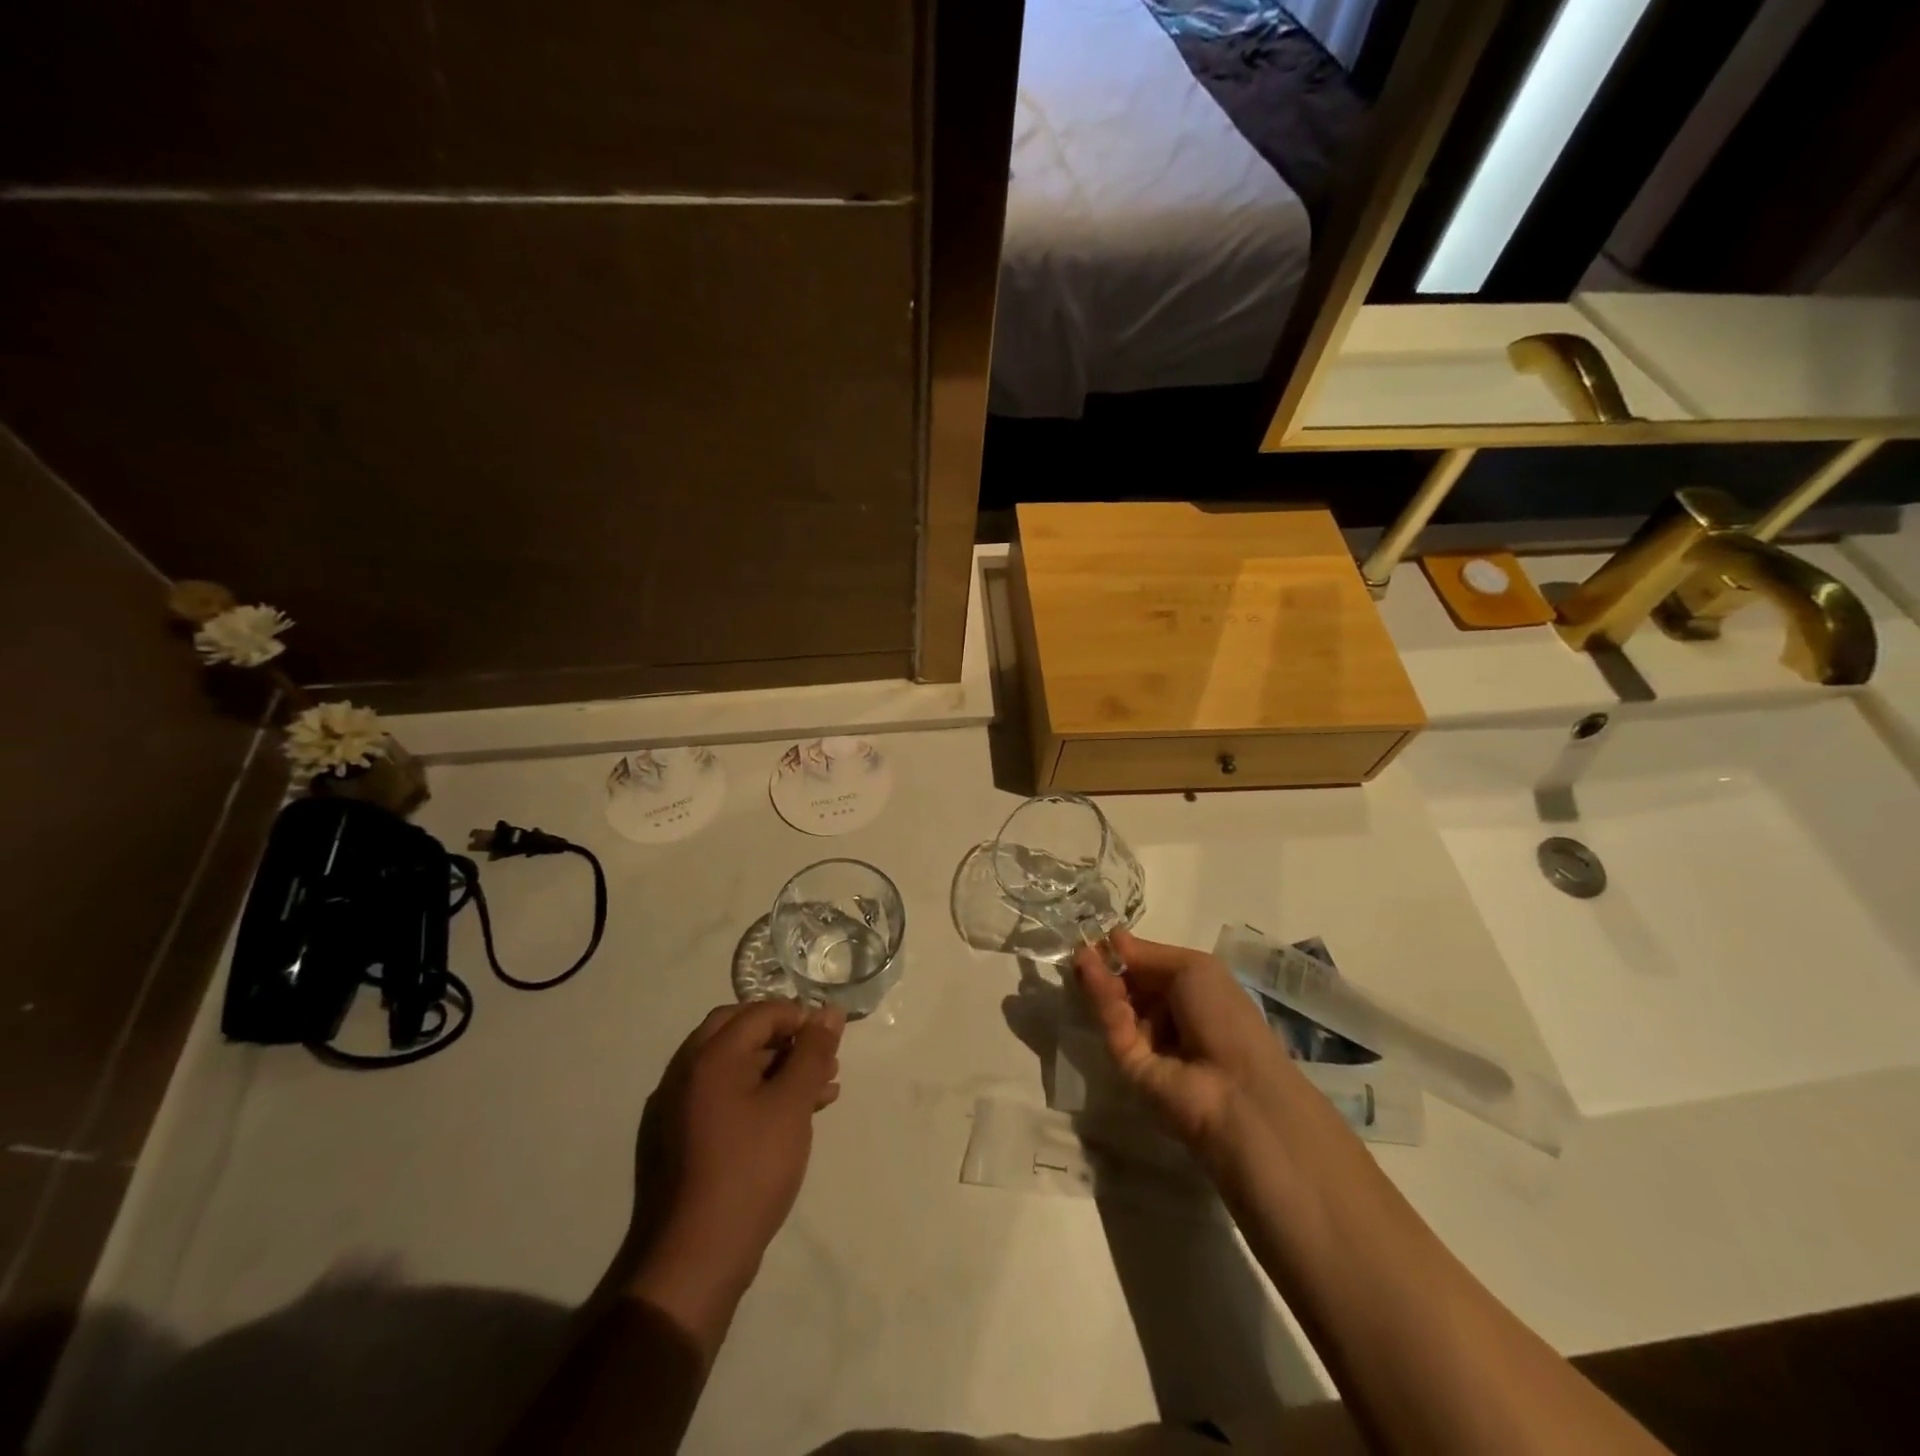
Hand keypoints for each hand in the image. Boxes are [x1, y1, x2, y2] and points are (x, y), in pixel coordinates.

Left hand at [628, 1001, 843, 1350]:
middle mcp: (685, 1072)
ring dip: (775, 1067)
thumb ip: (813, 1053)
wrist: (692, 1262)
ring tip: (820, 1091)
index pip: (760, 1012)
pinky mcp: (678, 1140)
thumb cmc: (749, 1171)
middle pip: (739, 1031)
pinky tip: (789, 1119)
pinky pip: (721, 1097)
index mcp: (709, 1057)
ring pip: (733, 1066)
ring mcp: (676, 1108)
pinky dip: (755, 1094)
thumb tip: (830, 1011)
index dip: (800, 1017)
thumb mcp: (792, 1106)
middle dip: (785, 1038)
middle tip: (820, 1058)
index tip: (831, 1039)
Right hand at [1074, 930, 1298, 1169]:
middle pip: (1128, 986)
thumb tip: (1113, 936)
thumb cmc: (1225, 1016)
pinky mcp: (1127, 1064)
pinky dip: (1102, 1000)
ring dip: (1099, 978)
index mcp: (1190, 993)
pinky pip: (1114, 1026)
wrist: (1238, 1087)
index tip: (1100, 935)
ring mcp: (1146, 1041)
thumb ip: (1148, 954)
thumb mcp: (1195, 968)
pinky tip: (1090, 973)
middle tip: (1083, 945)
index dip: (1125, 952)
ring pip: (1116, 1004)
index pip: (1149, 969)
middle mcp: (1167, 1016)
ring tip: (1082, 956)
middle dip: (1107, 964)